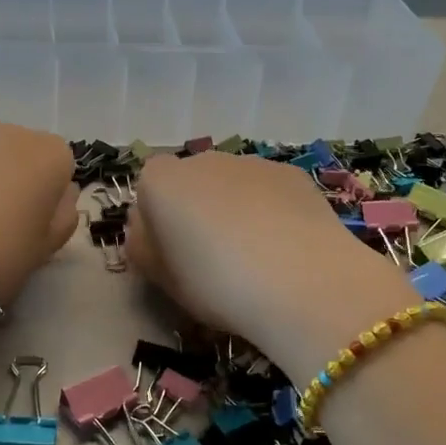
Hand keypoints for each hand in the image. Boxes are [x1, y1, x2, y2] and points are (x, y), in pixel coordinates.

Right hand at [126, 152, 414, 377]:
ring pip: (233, 186)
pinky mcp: (292, 174)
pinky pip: (269, 192)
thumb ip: (144, 248)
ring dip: (236, 211)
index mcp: (161, 181)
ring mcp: (251, 162)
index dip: (158, 222)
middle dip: (197, 212)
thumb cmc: (216, 284)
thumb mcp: (162, 280)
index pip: (148, 190)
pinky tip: (287, 249)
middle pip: (191, 184)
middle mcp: (203, 160)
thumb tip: (147, 232)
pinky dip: (272, 212)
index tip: (171, 256)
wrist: (301, 281)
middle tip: (213, 261)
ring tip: (256, 259)